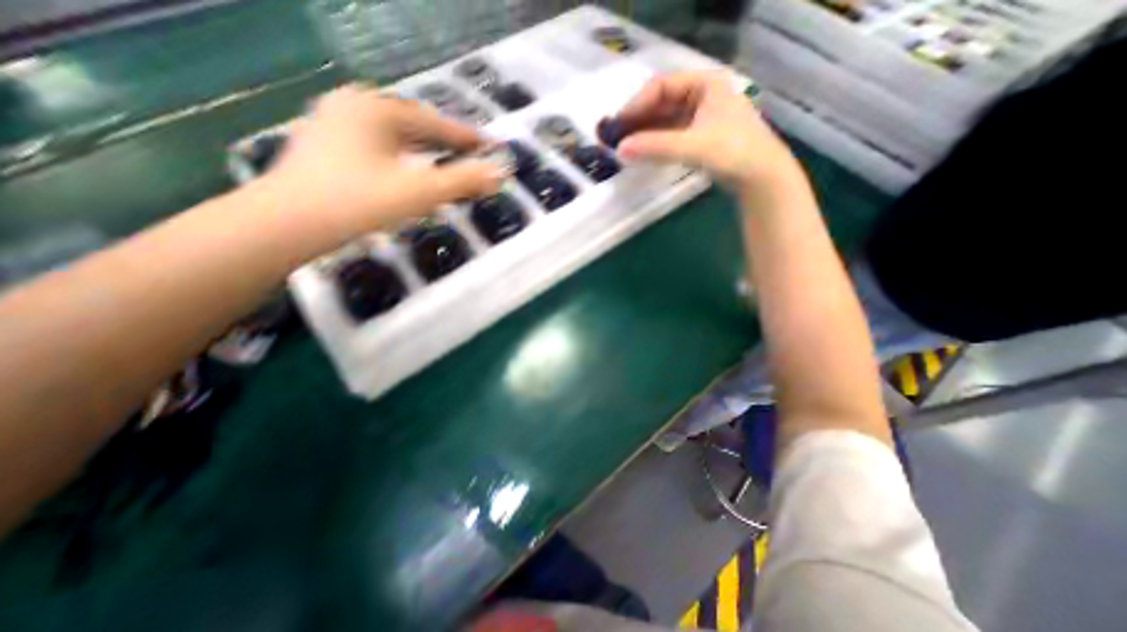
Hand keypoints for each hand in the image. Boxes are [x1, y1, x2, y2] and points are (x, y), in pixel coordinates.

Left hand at [265, 84, 501, 236]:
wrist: (287, 226)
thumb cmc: (360, 203)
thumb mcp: (421, 192)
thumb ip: (463, 181)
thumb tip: (500, 173)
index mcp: (376, 108)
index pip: (436, 123)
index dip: (467, 138)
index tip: (491, 147)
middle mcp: (353, 105)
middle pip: (414, 125)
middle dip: (445, 142)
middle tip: (471, 157)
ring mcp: (334, 123)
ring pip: (393, 136)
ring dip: (423, 150)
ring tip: (445, 163)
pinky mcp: (325, 146)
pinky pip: (376, 146)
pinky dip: (400, 157)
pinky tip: (407, 170)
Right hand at [613, 69, 804, 188]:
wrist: (761, 177)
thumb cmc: (732, 152)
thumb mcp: (692, 147)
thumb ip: (655, 147)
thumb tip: (619, 150)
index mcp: (705, 84)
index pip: (662, 86)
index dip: (637, 104)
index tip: (619, 124)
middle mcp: (702, 96)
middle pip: (662, 103)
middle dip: (639, 120)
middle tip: (617, 137)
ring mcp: (702, 117)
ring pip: (666, 121)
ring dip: (645, 133)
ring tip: (625, 147)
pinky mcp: (700, 138)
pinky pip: (672, 135)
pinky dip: (656, 144)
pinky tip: (643, 153)